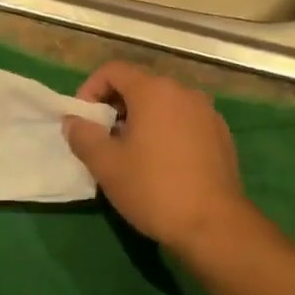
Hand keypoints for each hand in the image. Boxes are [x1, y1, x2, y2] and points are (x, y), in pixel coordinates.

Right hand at [62, 62, 253, 250]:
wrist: (214, 224)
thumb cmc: (153, 189)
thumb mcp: (106, 165)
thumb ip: (83, 136)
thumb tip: (74, 120)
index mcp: (154, 90)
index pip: (113, 70)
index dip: (90, 89)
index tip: (82, 120)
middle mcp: (184, 92)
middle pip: (140, 85)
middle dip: (115, 106)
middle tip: (102, 139)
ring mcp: (207, 112)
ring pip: (164, 104)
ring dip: (142, 120)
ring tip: (131, 153)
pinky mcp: (221, 134)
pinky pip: (185, 121)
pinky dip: (166, 131)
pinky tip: (162, 163)